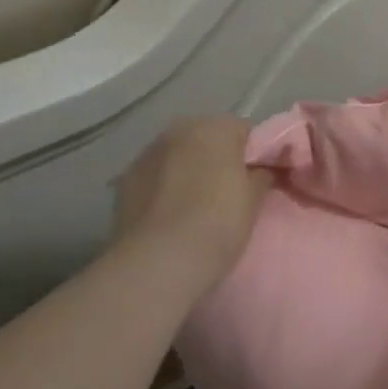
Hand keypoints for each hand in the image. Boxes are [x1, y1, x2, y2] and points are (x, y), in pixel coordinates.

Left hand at [115, 117, 270, 278]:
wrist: (160, 261)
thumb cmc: (219, 222)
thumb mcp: (254, 200)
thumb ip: (262, 175)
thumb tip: (262, 170)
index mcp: (215, 127)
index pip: (245, 131)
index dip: (255, 155)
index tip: (259, 180)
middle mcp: (178, 130)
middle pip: (207, 139)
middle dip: (218, 159)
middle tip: (230, 193)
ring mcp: (147, 153)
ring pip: (178, 156)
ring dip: (188, 171)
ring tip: (197, 207)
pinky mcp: (124, 180)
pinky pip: (155, 177)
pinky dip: (163, 188)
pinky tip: (170, 216)